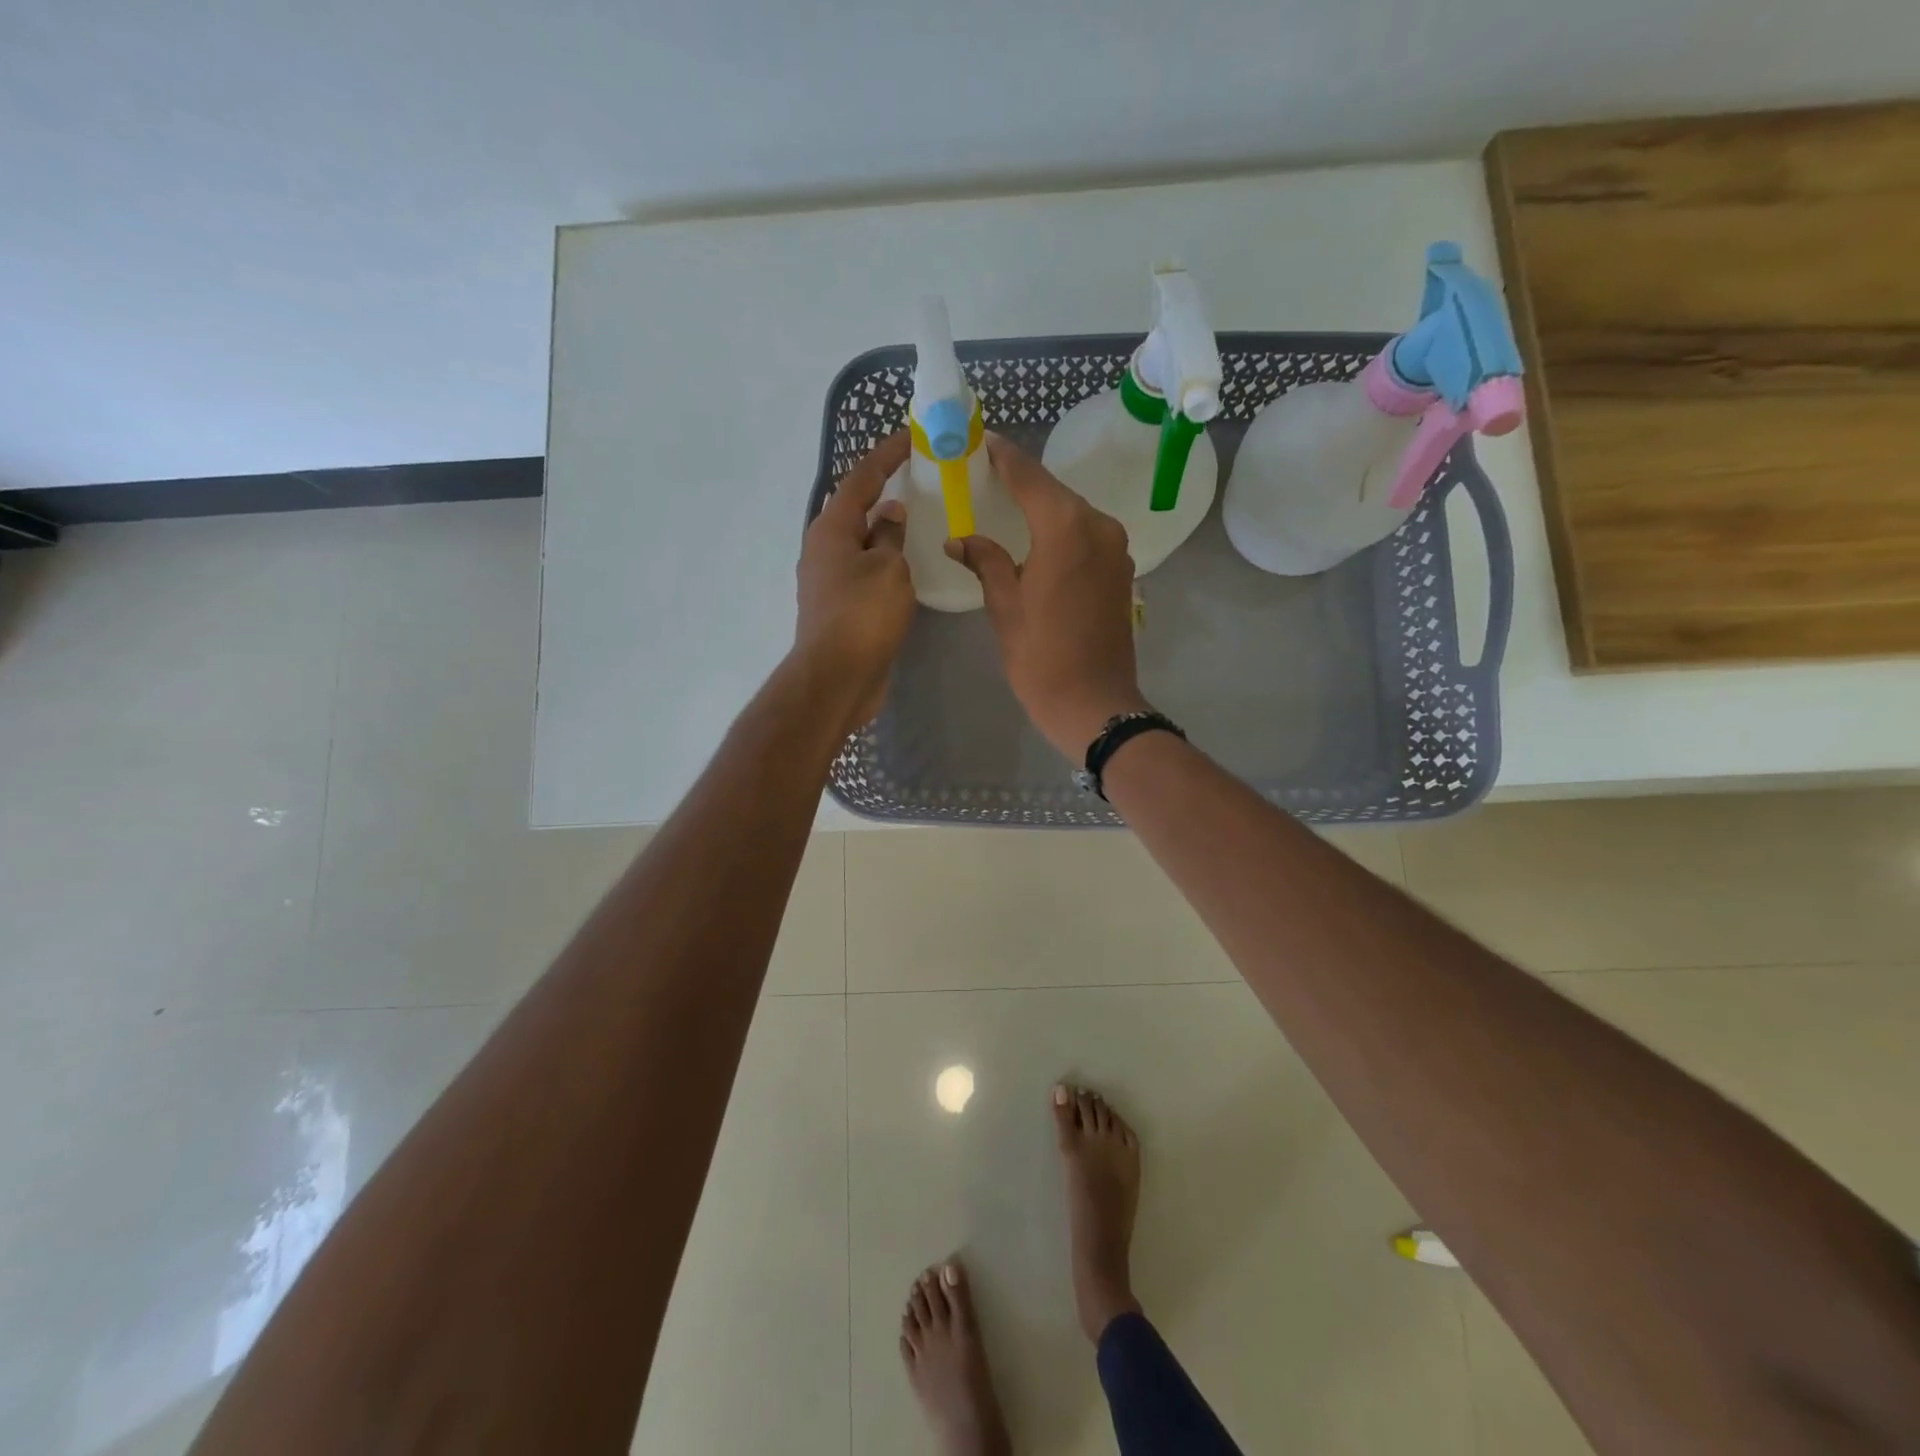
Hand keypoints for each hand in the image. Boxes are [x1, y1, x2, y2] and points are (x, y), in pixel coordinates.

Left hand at [794, 432, 914, 732]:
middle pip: (856, 507)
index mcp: (831, 529)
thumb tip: (889, 513)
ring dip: (886, 527)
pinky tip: (909, 563)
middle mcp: (823, 548)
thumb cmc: (863, 616)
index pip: (861, 478)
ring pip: (861, 541)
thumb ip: (890, 536)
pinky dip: (886, 558)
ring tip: (920, 516)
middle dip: (885, 489)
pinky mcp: (839, 606)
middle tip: (920, 477)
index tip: (913, 436)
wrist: (837, 678)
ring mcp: (828, 579)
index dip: (887, 454)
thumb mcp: (888, 569)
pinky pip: (866, 569)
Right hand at [944, 433, 1149, 758]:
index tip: (981, 441)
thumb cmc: (1041, 656)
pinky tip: (1038, 539)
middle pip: (1054, 492)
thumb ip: (986, 561)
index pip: (1029, 477)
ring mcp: (1116, 548)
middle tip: (987, 473)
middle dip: (1022, 481)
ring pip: (1073, 513)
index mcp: (1066, 528)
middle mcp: (1098, 526)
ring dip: (1043, 506)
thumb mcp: (1005, 606)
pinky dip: (1061, 530)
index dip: (1004, 458)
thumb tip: (960, 538)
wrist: (1094, 703)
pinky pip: (1086, 536)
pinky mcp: (1121, 570)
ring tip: (1008, 504)